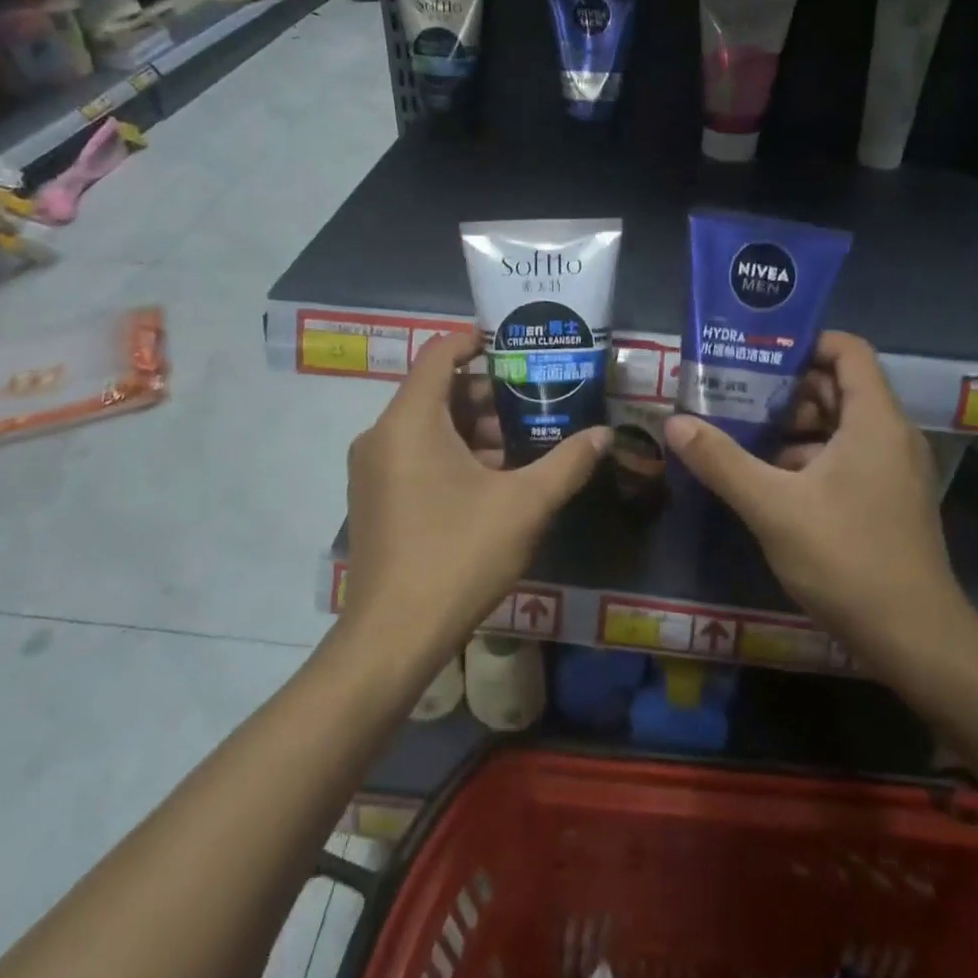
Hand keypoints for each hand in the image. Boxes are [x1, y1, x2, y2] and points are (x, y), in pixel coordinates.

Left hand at [343, 331, 607, 663]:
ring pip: (426, 425)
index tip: (515, 343)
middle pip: (435, 390)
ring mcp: (372, 469)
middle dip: (486, 392)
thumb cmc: (457, 555)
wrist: (392, 638)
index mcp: (409, 421)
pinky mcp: (374, 497)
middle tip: (535, 398)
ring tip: (523, 441)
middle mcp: (381, 435)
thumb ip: (567, 463)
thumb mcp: (524, 505)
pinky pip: (415, 453)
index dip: (475, 340)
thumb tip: (605, 435)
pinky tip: (492, 480)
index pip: (439, 353)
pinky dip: (451, 452)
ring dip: (472, 427)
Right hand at [663, 331, 977, 673]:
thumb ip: (722, 461)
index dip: (806, 342)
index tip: (758, 353)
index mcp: (874, 420)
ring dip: (795, 427)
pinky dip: (810, 458)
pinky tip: (770, 481)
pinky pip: (848, 457)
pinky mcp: (889, 499)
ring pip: (841, 426)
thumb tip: (675, 422)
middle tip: (737, 393)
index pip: (848, 350)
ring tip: (742, 435)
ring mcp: (893, 469)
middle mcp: (891, 435)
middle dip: (788, 388)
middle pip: (839, 387)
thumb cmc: (847, 559)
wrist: (916, 641)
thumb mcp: (772, 507)